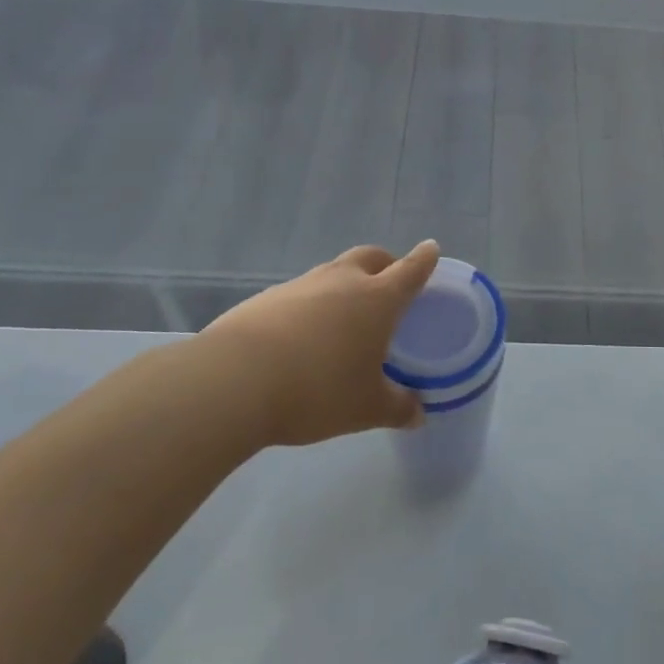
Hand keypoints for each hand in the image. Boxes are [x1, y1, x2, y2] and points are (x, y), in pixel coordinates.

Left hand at [198, 241, 440, 447]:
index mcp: (377, 299)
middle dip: (385, 264)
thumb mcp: (366, 408)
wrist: (232, 382)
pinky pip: (299, 294)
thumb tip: (418, 414)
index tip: (431, 249)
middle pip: (370, 257)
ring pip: (332, 272)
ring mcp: (300, 286)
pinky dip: (310, 306)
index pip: (410, 270)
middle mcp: (341, 281)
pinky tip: (302, 338)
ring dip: (345, 285)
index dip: (424, 259)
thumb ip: (397, 408)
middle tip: (389, 283)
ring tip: (344, 319)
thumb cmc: (317, 390)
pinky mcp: (264, 299)